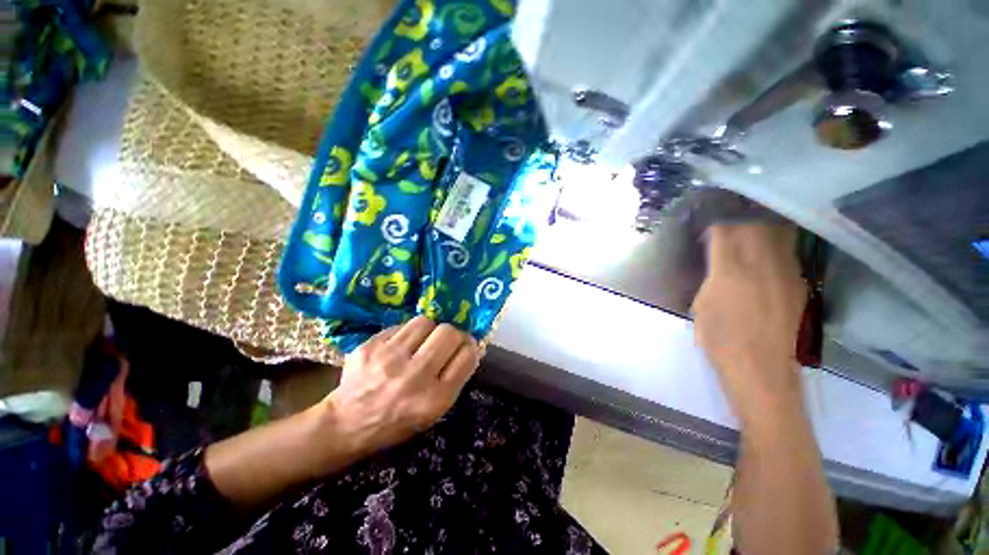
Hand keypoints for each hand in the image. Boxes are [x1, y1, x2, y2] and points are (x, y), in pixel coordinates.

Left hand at [323, 316, 479, 455]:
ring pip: (425, 322)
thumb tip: (469, 346)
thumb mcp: (434, 412)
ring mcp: (389, 359)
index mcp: (435, 399)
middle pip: (448, 333)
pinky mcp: (370, 346)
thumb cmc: (396, 422)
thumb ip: (455, 379)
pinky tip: (400, 346)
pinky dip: (406, 333)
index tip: (465, 347)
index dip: (470, 347)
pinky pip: (401, 326)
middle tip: (446, 340)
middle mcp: (414, 376)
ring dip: (429, 329)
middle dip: (453, 334)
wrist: (346, 425)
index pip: (467, 356)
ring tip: (423, 340)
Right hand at [692, 224, 806, 424]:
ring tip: (749, 231)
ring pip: (779, 234)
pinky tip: (765, 257)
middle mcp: (763, 265)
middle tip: (729, 223)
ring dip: (761, 228)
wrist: (762, 370)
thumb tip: (718, 263)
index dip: (716, 223)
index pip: (725, 231)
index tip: (708, 223)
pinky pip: (788, 253)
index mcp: (730, 271)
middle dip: (740, 219)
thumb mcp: (702, 306)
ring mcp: (787, 275)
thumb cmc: (720, 340)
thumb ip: (712, 278)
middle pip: (756, 225)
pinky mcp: (799, 286)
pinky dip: (774, 247)